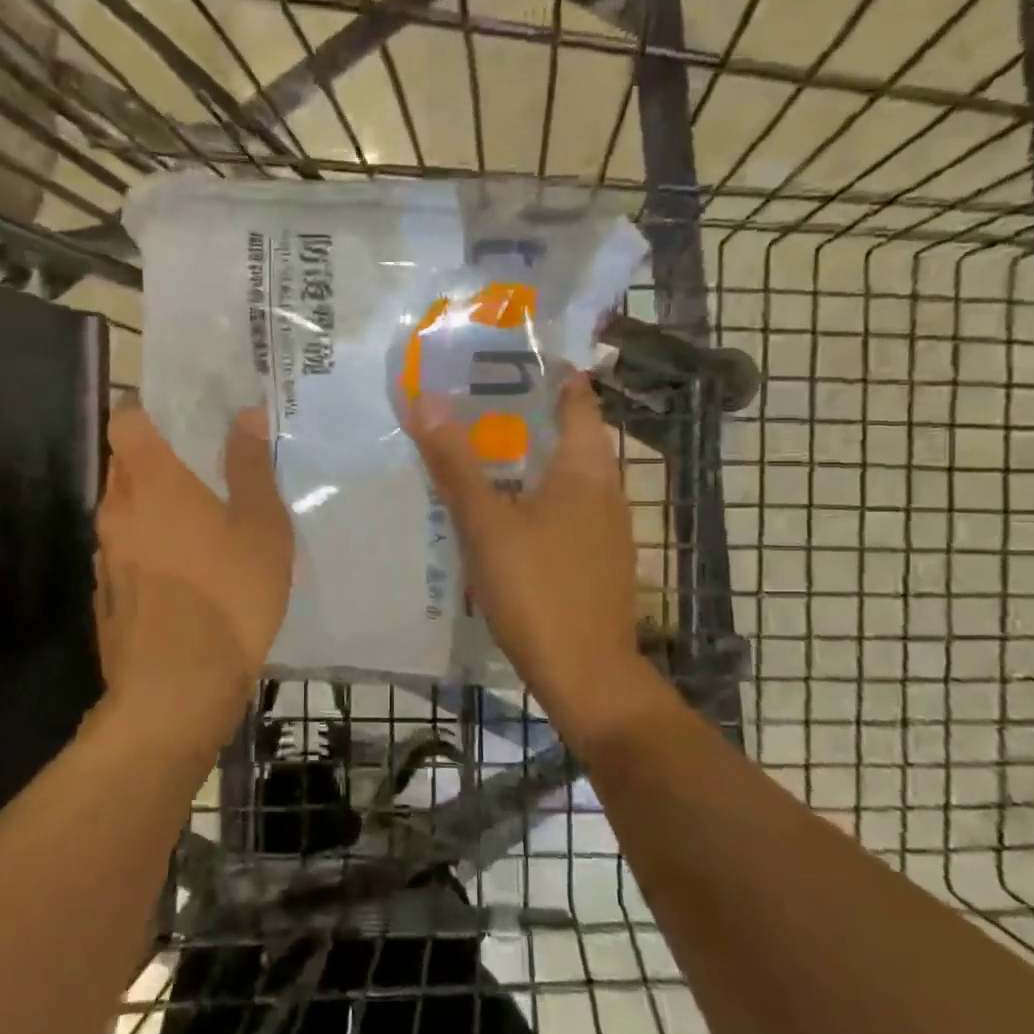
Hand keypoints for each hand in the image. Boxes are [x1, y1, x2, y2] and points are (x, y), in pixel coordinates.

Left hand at [93, 403, 292, 742]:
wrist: (175, 692)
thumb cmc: (228, 597)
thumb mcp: (261, 528)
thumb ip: (250, 467)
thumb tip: (245, 415)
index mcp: (153, 482)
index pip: (127, 420)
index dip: (148, 411)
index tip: (184, 418)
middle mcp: (118, 510)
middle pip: (127, 465)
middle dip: (161, 461)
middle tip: (209, 469)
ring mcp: (106, 555)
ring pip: (128, 511)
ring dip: (158, 508)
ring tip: (205, 523)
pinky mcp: (108, 594)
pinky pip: (129, 552)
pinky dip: (152, 548)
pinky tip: (189, 573)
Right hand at [406, 375, 648, 747]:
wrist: (587, 674)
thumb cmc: (538, 589)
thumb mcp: (486, 524)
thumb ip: (456, 464)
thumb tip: (427, 401)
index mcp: (586, 468)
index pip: (578, 399)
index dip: (549, 374)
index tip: (505, 359)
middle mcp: (606, 490)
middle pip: (570, 436)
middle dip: (526, 416)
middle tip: (472, 403)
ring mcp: (606, 528)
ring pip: (566, 476)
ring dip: (529, 460)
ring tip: (478, 452)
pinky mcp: (598, 560)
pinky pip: (566, 510)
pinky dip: (536, 497)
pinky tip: (502, 514)